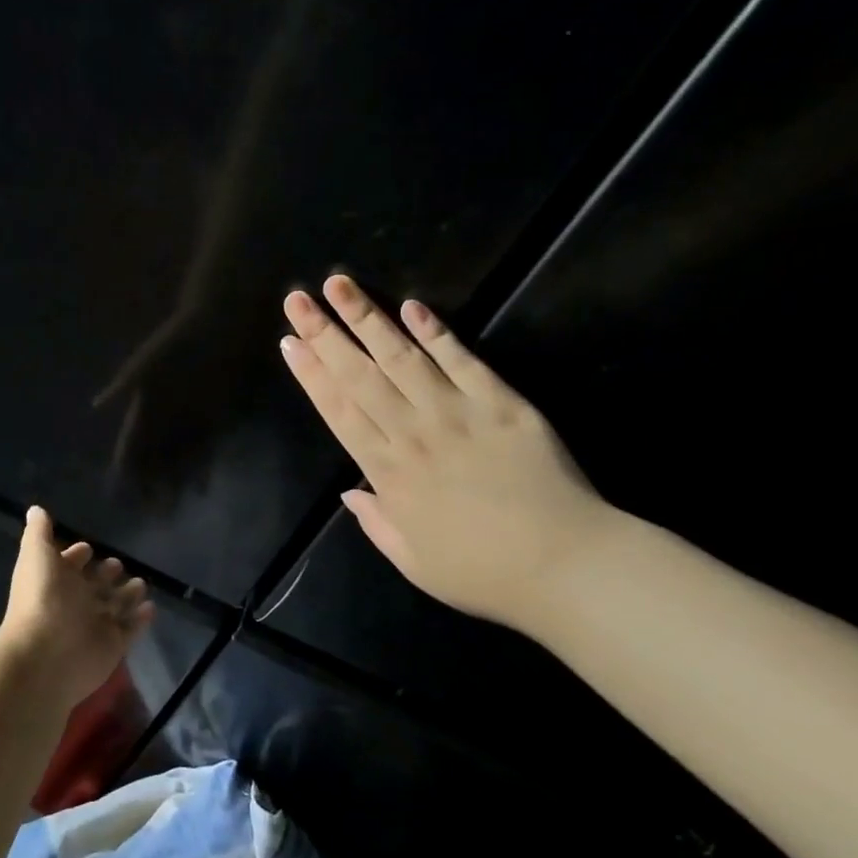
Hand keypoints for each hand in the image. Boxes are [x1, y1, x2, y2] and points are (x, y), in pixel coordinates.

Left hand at [0, 507, 154, 705]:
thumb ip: (39, 532)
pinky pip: (130, 629)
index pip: (68, 564)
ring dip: (127, 594)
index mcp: (55, 580)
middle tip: (119, 564)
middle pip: (94, 585)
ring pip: (114, 606)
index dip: (77, 556)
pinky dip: (140, 619)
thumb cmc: (42, 598)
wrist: (47, 654)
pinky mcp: (113, 645)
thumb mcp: (36, 555)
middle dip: (106, 573)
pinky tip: (151, 607)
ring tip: (142, 583)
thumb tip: (35, 509)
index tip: (90, 547)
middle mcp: (74, 602)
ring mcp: (94, 625)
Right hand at [279, 274, 613, 629]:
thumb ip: (377, 522)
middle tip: (297, 299)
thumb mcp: (413, 562)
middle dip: (325, 334)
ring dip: (368, 319)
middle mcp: (413, 433)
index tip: (290, 342)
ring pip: (402, 358)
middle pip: (360, 376)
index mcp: (389, 474)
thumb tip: (349, 491)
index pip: (339, 412)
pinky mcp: (502, 403)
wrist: (566, 565)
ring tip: (340, 285)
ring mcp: (457, 413)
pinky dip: (436, 332)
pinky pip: (463, 361)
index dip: (311, 375)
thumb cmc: (483, 572)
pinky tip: (412, 306)